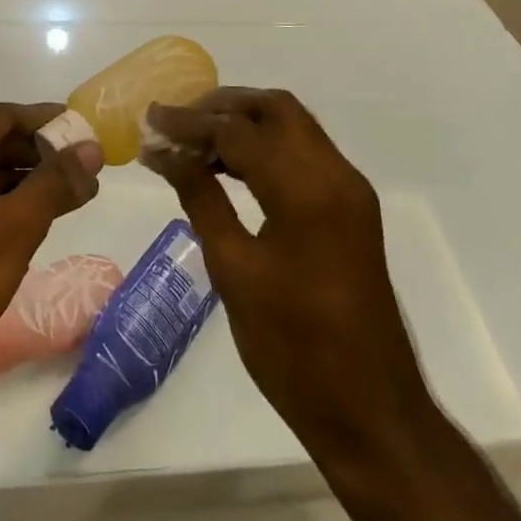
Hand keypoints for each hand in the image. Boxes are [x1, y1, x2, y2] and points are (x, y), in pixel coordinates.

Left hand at [0, 104, 102, 413]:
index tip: (81, 128)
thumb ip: (56, 182)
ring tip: (64, 195)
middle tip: (79, 165)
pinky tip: (25, 224)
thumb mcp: (14, 227)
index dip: (45, 120)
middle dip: (35, 153)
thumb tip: (91, 149)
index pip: (0, 116)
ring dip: (18, 182)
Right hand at [144, 90, 429, 458]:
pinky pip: (305, 154)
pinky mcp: (351, 208)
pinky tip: (230, 168)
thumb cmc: (294, 348)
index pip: (239, 132)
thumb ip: (201, 199)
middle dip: (222, 106)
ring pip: (293, 127)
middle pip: (276, 109)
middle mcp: (336, 174)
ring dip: (245, 124)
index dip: (189, 123)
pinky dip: (266, 148)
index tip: (149, 120)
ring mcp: (349, 190)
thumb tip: (166, 153)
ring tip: (194, 142)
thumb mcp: (235, 271)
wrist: (371, 413)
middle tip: (177, 122)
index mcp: (307, 190)